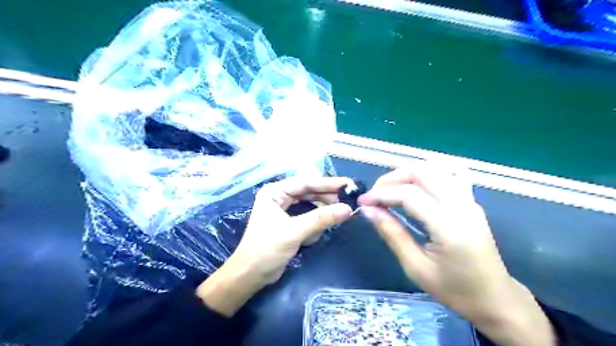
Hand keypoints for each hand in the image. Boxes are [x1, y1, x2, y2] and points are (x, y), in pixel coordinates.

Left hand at [197, 178, 350, 315]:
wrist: (251, 275)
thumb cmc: (267, 249)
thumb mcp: (295, 231)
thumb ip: (321, 219)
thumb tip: (348, 209)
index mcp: (275, 192)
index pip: (306, 183)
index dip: (328, 183)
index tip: (349, 184)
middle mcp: (280, 196)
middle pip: (309, 192)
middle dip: (327, 197)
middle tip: (349, 199)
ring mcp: (284, 209)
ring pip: (310, 204)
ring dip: (322, 211)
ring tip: (338, 215)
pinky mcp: (289, 222)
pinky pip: (308, 216)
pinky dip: (315, 223)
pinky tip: (316, 233)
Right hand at [359, 165, 555, 345]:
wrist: (495, 298)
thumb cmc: (455, 290)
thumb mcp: (416, 267)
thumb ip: (392, 234)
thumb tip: (369, 210)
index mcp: (449, 227)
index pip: (409, 195)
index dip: (381, 194)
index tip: (363, 202)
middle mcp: (462, 206)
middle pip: (422, 173)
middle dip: (392, 178)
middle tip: (375, 194)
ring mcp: (470, 200)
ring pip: (435, 169)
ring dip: (407, 174)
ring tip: (389, 189)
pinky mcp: (471, 201)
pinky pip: (448, 175)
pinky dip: (426, 174)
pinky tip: (416, 185)